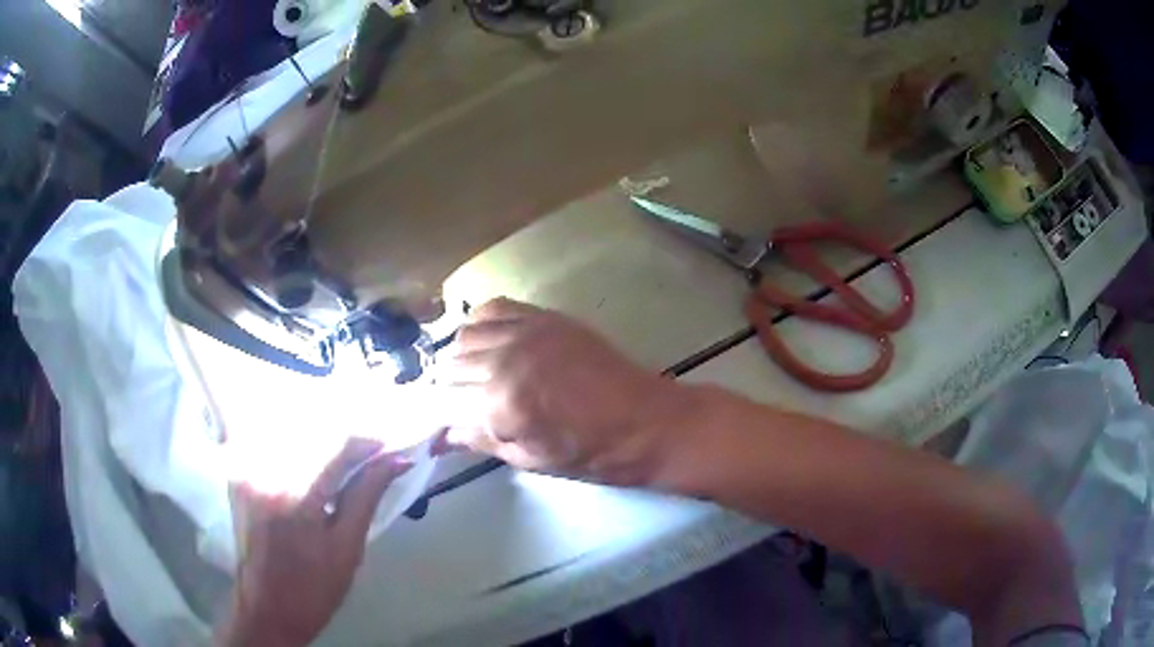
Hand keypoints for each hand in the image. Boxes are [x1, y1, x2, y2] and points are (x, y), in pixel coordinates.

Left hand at [218, 438, 412, 646]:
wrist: (267, 608)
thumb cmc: (315, 588)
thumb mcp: (348, 547)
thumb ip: (366, 496)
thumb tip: (396, 461)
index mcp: (297, 496)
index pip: (337, 447)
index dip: (367, 442)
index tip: (388, 449)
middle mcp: (266, 473)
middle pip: (310, 432)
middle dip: (341, 440)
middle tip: (366, 455)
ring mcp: (247, 472)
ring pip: (290, 435)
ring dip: (318, 440)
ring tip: (339, 460)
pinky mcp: (238, 475)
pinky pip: (269, 446)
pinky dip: (294, 449)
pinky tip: (307, 463)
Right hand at [441, 298, 687, 485]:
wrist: (646, 422)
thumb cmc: (592, 453)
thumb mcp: (531, 460)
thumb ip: (482, 441)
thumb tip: (445, 434)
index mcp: (502, 402)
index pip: (443, 401)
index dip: (437, 416)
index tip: (440, 425)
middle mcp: (506, 359)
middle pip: (449, 366)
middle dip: (447, 389)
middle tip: (459, 405)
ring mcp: (526, 332)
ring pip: (465, 335)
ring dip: (460, 357)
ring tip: (474, 376)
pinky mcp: (545, 317)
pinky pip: (494, 308)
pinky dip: (480, 323)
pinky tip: (490, 342)